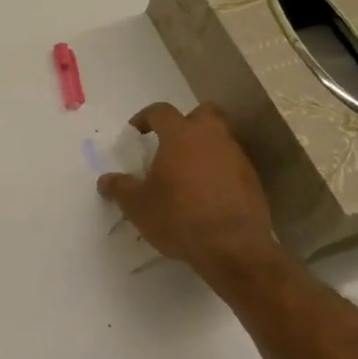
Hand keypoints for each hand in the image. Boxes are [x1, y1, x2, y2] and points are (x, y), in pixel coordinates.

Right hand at [98, 102, 286, 285]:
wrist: (233, 248)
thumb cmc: (178, 217)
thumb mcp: (137, 206)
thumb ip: (119, 188)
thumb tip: (105, 180)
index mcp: (180, 135)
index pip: (161, 111)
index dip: (145, 117)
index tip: (136, 132)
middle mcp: (212, 138)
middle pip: (203, 113)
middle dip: (187, 122)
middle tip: (171, 144)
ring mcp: (236, 157)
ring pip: (220, 139)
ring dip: (204, 149)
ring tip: (187, 175)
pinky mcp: (252, 180)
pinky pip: (232, 164)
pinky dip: (219, 171)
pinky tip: (208, 195)